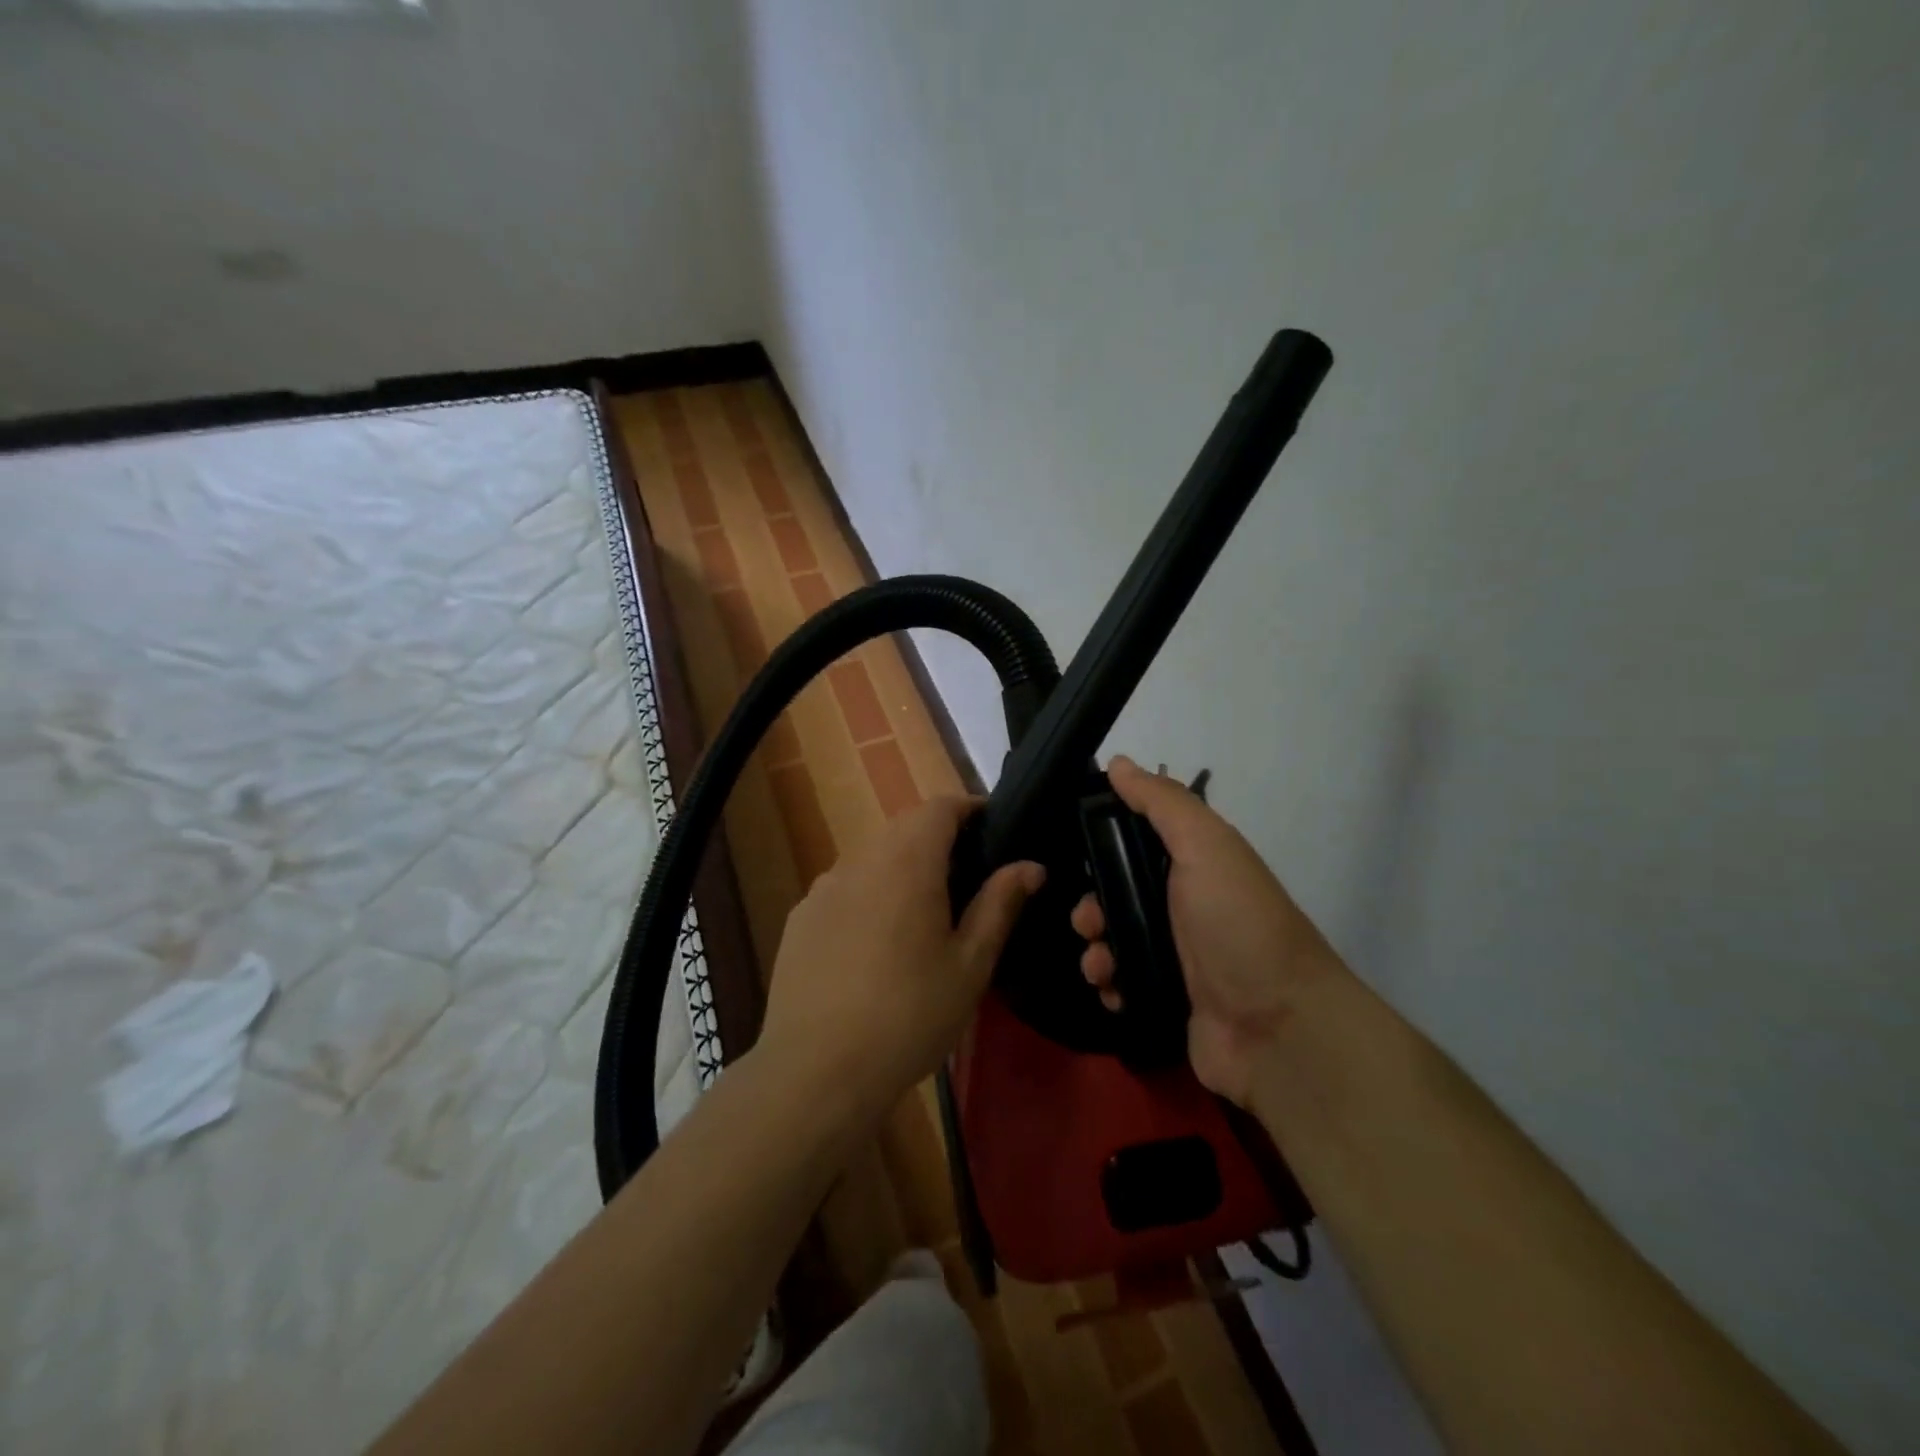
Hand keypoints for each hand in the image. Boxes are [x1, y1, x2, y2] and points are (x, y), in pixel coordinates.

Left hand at [760, 796, 1043, 1122]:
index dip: (970, 810)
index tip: (994, 830)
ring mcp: (823, 888)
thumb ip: (1000, 904)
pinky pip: (845, 888)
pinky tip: (877, 944)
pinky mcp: (801, 918)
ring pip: (873, 857)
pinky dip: (870, 895)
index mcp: (907, 862)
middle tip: (969, 878)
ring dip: (903, 867)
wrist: (817, 1071)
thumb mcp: (970, 964)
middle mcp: (861, 860)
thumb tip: (1030, 865)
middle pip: (905, 828)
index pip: (940, 807)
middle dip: (939, 839)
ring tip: (925, 913)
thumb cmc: (909, 1015)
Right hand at [1072, 756, 1337, 1104]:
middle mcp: (1184, 906)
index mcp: (1194, 865)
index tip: (1075, 849)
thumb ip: (1161, 803)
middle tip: (1089, 921)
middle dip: (1091, 906)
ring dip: (1095, 950)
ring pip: (1114, 941)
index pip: (1136, 842)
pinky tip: (1112, 990)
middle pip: (1117, 895)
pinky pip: (1121, 984)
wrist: (1278, 1028)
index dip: (1103, 843)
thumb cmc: (1238, 925)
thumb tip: (1118, 762)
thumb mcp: (1206, 847)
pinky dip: (1109, 986)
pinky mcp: (1167, 1000)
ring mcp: (1177, 957)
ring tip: (1101, 965)